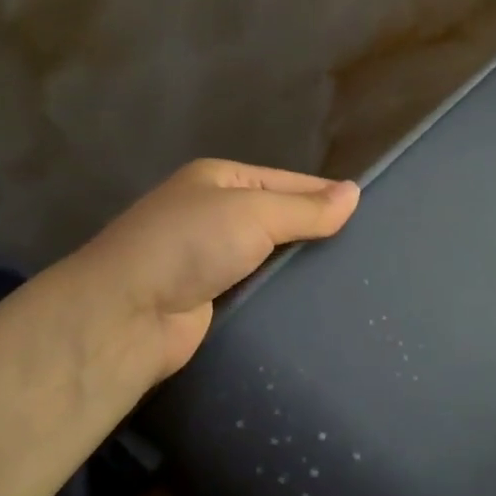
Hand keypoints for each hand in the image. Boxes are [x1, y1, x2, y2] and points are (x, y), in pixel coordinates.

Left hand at [71, 158, 359, 383]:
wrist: (127, 314)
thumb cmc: (190, 245)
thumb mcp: (253, 212)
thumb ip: (305, 207)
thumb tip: (354, 193)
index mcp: (221, 180)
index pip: (288, 182)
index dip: (325, 196)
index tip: (369, 217)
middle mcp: (214, 214)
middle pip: (279, 219)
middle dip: (316, 234)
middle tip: (367, 255)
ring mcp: (210, 259)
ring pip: (270, 258)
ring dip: (300, 268)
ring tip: (353, 282)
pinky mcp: (211, 299)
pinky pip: (257, 289)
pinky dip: (281, 295)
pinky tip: (316, 306)